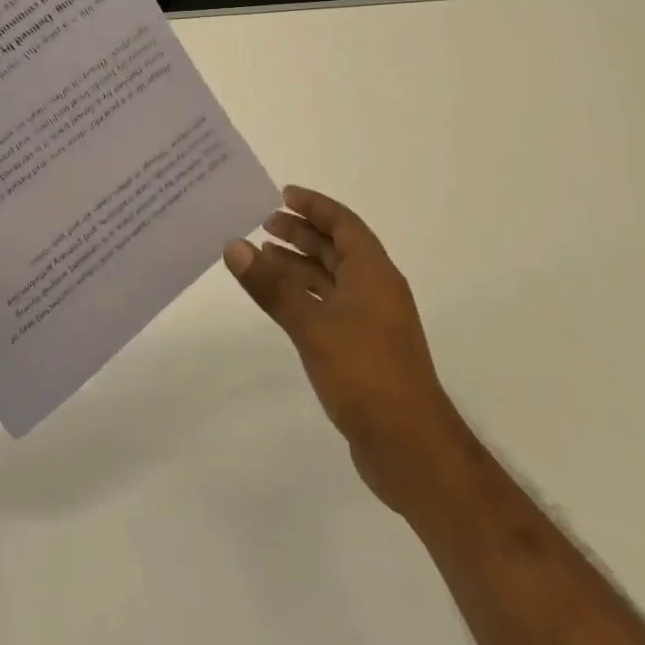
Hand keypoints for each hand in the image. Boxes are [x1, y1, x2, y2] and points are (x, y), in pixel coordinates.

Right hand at [226, 186, 465, 515]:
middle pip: (337, 249)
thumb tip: (233, 245)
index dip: (315, 206)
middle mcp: (375, 291)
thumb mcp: (312, 325)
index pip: (344, 224)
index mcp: (374, 275)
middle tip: (264, 222)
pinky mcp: (361, 350)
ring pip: (331, 279)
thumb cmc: (366, 374)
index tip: (283, 194)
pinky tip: (279, 301)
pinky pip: (327, 306)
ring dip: (299, 264)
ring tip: (262, 255)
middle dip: (303, 233)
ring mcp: (370, 323)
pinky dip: (302, 295)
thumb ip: (272, 286)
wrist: (411, 449)